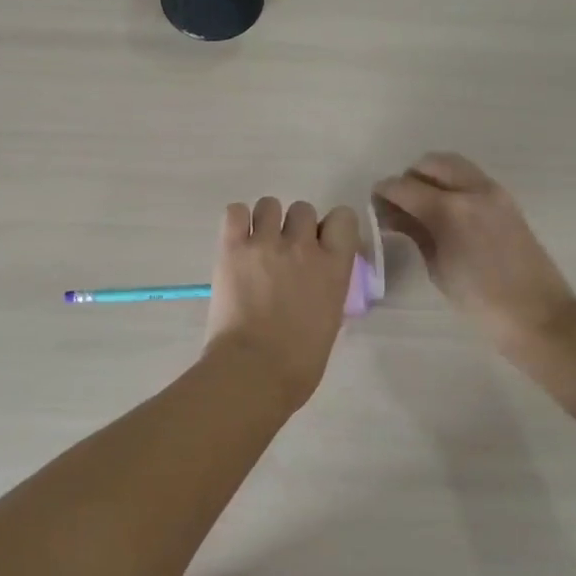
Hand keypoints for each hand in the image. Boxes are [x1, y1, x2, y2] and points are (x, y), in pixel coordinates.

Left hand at [205, 197, 359, 409]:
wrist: (253, 372)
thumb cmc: (299, 362)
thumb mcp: (330, 318)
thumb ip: (327, 286)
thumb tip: (317, 277)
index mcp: (334, 267)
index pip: (343, 217)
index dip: (332, 227)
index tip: (322, 243)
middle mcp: (302, 246)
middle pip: (303, 209)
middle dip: (295, 227)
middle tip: (284, 253)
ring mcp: (265, 244)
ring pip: (269, 204)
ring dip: (266, 221)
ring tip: (257, 246)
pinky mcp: (232, 248)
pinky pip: (235, 211)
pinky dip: (237, 221)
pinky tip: (237, 240)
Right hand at [373, 153, 575, 358]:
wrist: (537, 314)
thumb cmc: (479, 300)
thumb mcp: (437, 267)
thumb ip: (415, 232)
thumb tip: (393, 215)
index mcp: (450, 210)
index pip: (403, 186)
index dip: (383, 193)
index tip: (375, 206)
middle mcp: (471, 190)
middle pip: (429, 164)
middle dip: (409, 179)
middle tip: (400, 205)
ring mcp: (492, 191)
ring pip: (451, 164)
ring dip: (431, 177)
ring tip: (423, 205)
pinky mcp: (505, 199)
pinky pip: (469, 177)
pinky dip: (451, 184)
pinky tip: (445, 211)